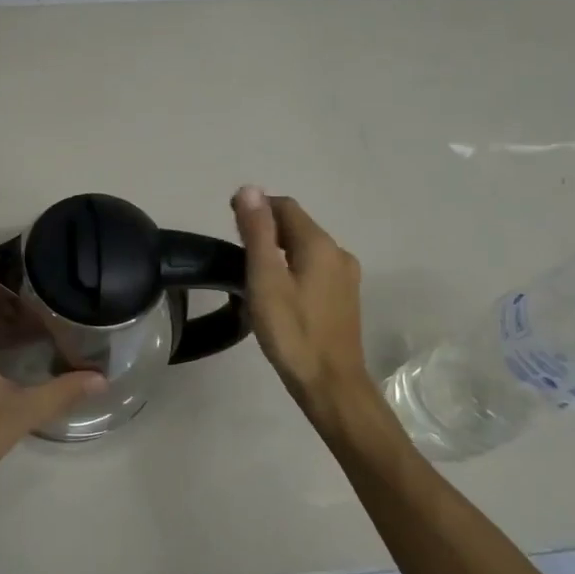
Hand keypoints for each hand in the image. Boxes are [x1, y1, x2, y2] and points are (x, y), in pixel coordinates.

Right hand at [232, 186, 371, 423]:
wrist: (330, 384)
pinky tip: (277, 290)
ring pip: (306, 248)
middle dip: (266, 227)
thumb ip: (257, 232)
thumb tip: (249, 189)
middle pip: (297, 226)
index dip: (256, 206)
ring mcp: (346, 277)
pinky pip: (314, 268)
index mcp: (320, 244)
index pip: (285, 206)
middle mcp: (338, 253)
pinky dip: (292, 267)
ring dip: (278, 248)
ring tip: (251, 269)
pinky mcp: (344, 298)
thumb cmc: (292, 331)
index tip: (228, 220)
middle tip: (235, 247)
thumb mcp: (265, 279)